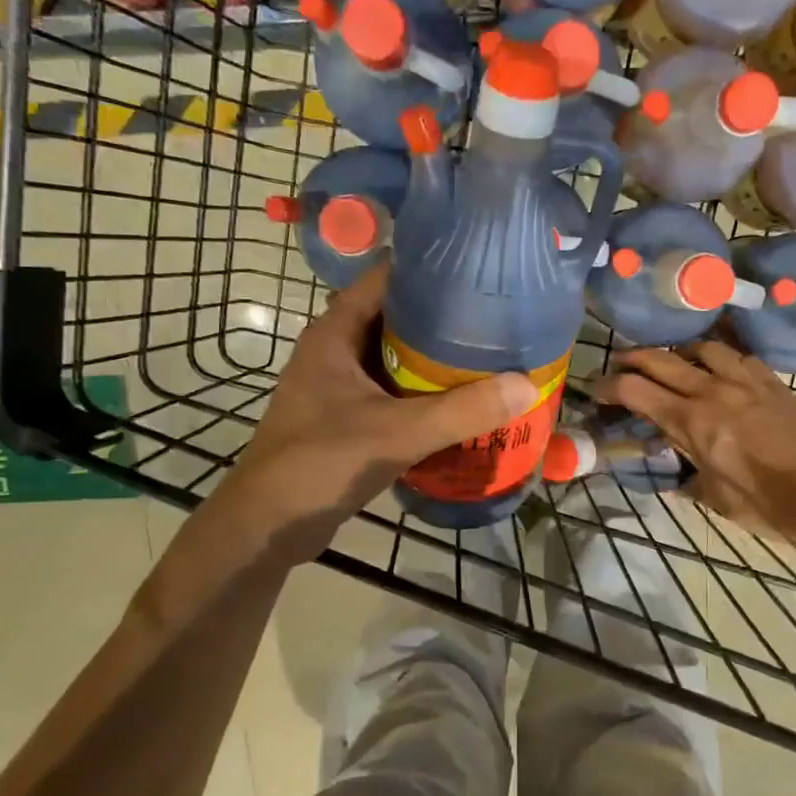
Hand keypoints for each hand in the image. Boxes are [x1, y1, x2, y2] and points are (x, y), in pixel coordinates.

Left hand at [223, 263, 536, 561]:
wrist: (269, 525)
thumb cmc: (322, 463)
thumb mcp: (398, 433)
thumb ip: (462, 411)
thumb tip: (526, 385)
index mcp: (334, 334)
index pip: (383, 279)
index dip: (428, 269)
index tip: (477, 271)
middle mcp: (334, 351)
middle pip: (394, 318)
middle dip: (442, 317)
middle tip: (495, 317)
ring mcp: (337, 387)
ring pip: (394, 359)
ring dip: (433, 359)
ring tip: (488, 354)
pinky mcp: (345, 418)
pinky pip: (391, 392)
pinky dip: (422, 393)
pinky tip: (460, 403)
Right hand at [592, 343, 795, 535]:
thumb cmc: (760, 503)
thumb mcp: (709, 495)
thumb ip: (683, 474)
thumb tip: (670, 471)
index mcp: (690, 422)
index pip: (635, 390)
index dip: (608, 386)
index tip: (597, 391)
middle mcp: (712, 391)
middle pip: (659, 358)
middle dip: (631, 358)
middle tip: (619, 365)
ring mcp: (744, 380)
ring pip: (700, 347)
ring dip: (678, 352)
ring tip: (673, 363)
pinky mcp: (770, 379)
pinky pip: (737, 355)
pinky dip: (718, 358)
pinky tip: (718, 370)